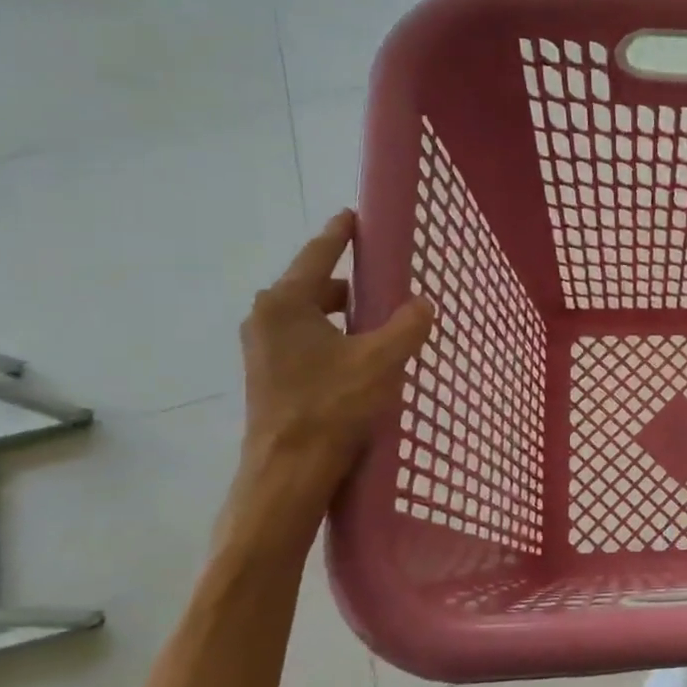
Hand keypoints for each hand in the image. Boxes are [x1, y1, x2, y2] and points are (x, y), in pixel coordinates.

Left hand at [234, 211, 434, 529]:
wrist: (289, 471)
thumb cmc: (332, 406)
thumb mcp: (381, 361)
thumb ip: (406, 326)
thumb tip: (422, 304)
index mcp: (286, 304)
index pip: (318, 256)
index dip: (340, 235)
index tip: (353, 216)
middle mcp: (266, 319)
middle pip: (314, 287)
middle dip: (350, 285)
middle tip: (385, 286)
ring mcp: (263, 349)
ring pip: (311, 318)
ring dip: (344, 317)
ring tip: (380, 328)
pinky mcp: (269, 376)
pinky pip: (306, 342)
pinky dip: (334, 340)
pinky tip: (361, 360)